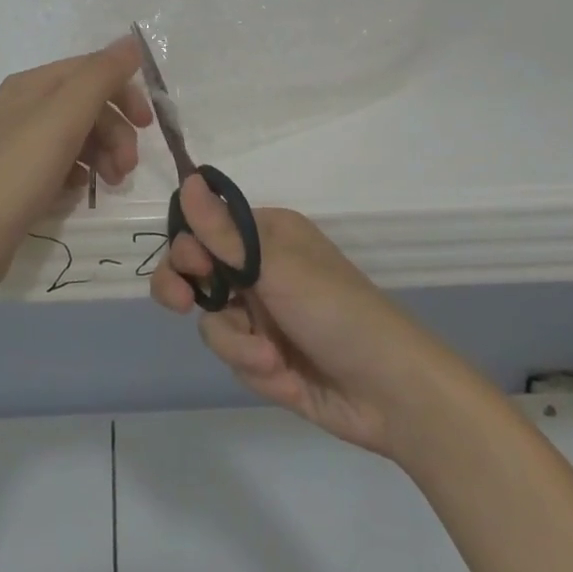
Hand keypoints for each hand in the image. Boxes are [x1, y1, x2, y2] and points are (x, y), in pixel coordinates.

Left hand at [0, 38, 151, 306]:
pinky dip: (80, 173)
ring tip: (111, 184)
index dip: (124, 91)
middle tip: (128, 167)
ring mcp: (22, 143)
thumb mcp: (63, 116)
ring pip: (80, 136)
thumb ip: (100, 76)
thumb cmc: (17, 171)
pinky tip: (79, 193)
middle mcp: (26, 106)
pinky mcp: (21, 177)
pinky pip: (64, 164)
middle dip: (116, 131)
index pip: (92, 70)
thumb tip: (131, 41)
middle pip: (88, 105)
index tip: (148, 124)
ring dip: (105, 154)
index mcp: (33, 84)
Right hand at [150, 179, 442, 460]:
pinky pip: (234, 357)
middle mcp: (259, 269)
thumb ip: (223, 232)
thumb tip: (189, 178)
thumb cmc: (336, 311)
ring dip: (238, 344)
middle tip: (182, 303)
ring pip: (212, 322)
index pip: (204, 228)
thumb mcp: (277, 267)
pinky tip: (288, 378)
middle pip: (194, 273)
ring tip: (273, 360)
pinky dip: (256, 369)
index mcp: (266, 235)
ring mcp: (261, 315)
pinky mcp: (265, 357)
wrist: (390, 393)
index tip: (192, 266)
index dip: (188, 247)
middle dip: (186, 291)